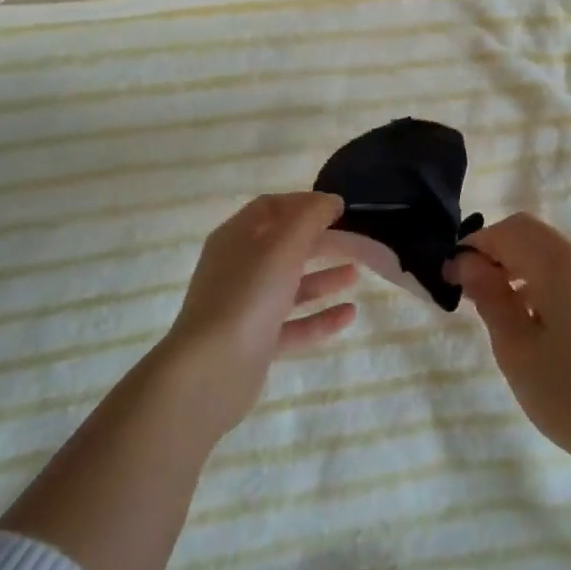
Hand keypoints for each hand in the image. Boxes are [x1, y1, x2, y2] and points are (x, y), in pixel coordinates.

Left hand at [161, 192, 356, 438]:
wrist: (212, 369)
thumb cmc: (248, 294)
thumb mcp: (283, 244)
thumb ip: (310, 217)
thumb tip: (330, 200)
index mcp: (236, 237)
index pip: (271, 208)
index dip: (304, 203)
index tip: (338, 208)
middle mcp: (238, 268)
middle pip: (283, 247)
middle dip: (320, 242)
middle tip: (357, 241)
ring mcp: (246, 307)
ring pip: (289, 286)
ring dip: (323, 278)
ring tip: (357, 275)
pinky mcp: (256, 343)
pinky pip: (293, 325)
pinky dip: (320, 318)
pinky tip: (350, 314)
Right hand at [446, 213, 570, 482]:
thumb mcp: (516, 349)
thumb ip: (489, 297)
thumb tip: (466, 262)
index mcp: (561, 266)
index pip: (507, 231)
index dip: (474, 247)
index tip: (451, 278)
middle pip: (528, 232)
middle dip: (494, 251)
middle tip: (470, 289)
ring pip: (546, 250)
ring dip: (515, 264)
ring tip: (494, 306)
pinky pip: (564, 272)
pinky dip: (537, 279)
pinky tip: (528, 320)